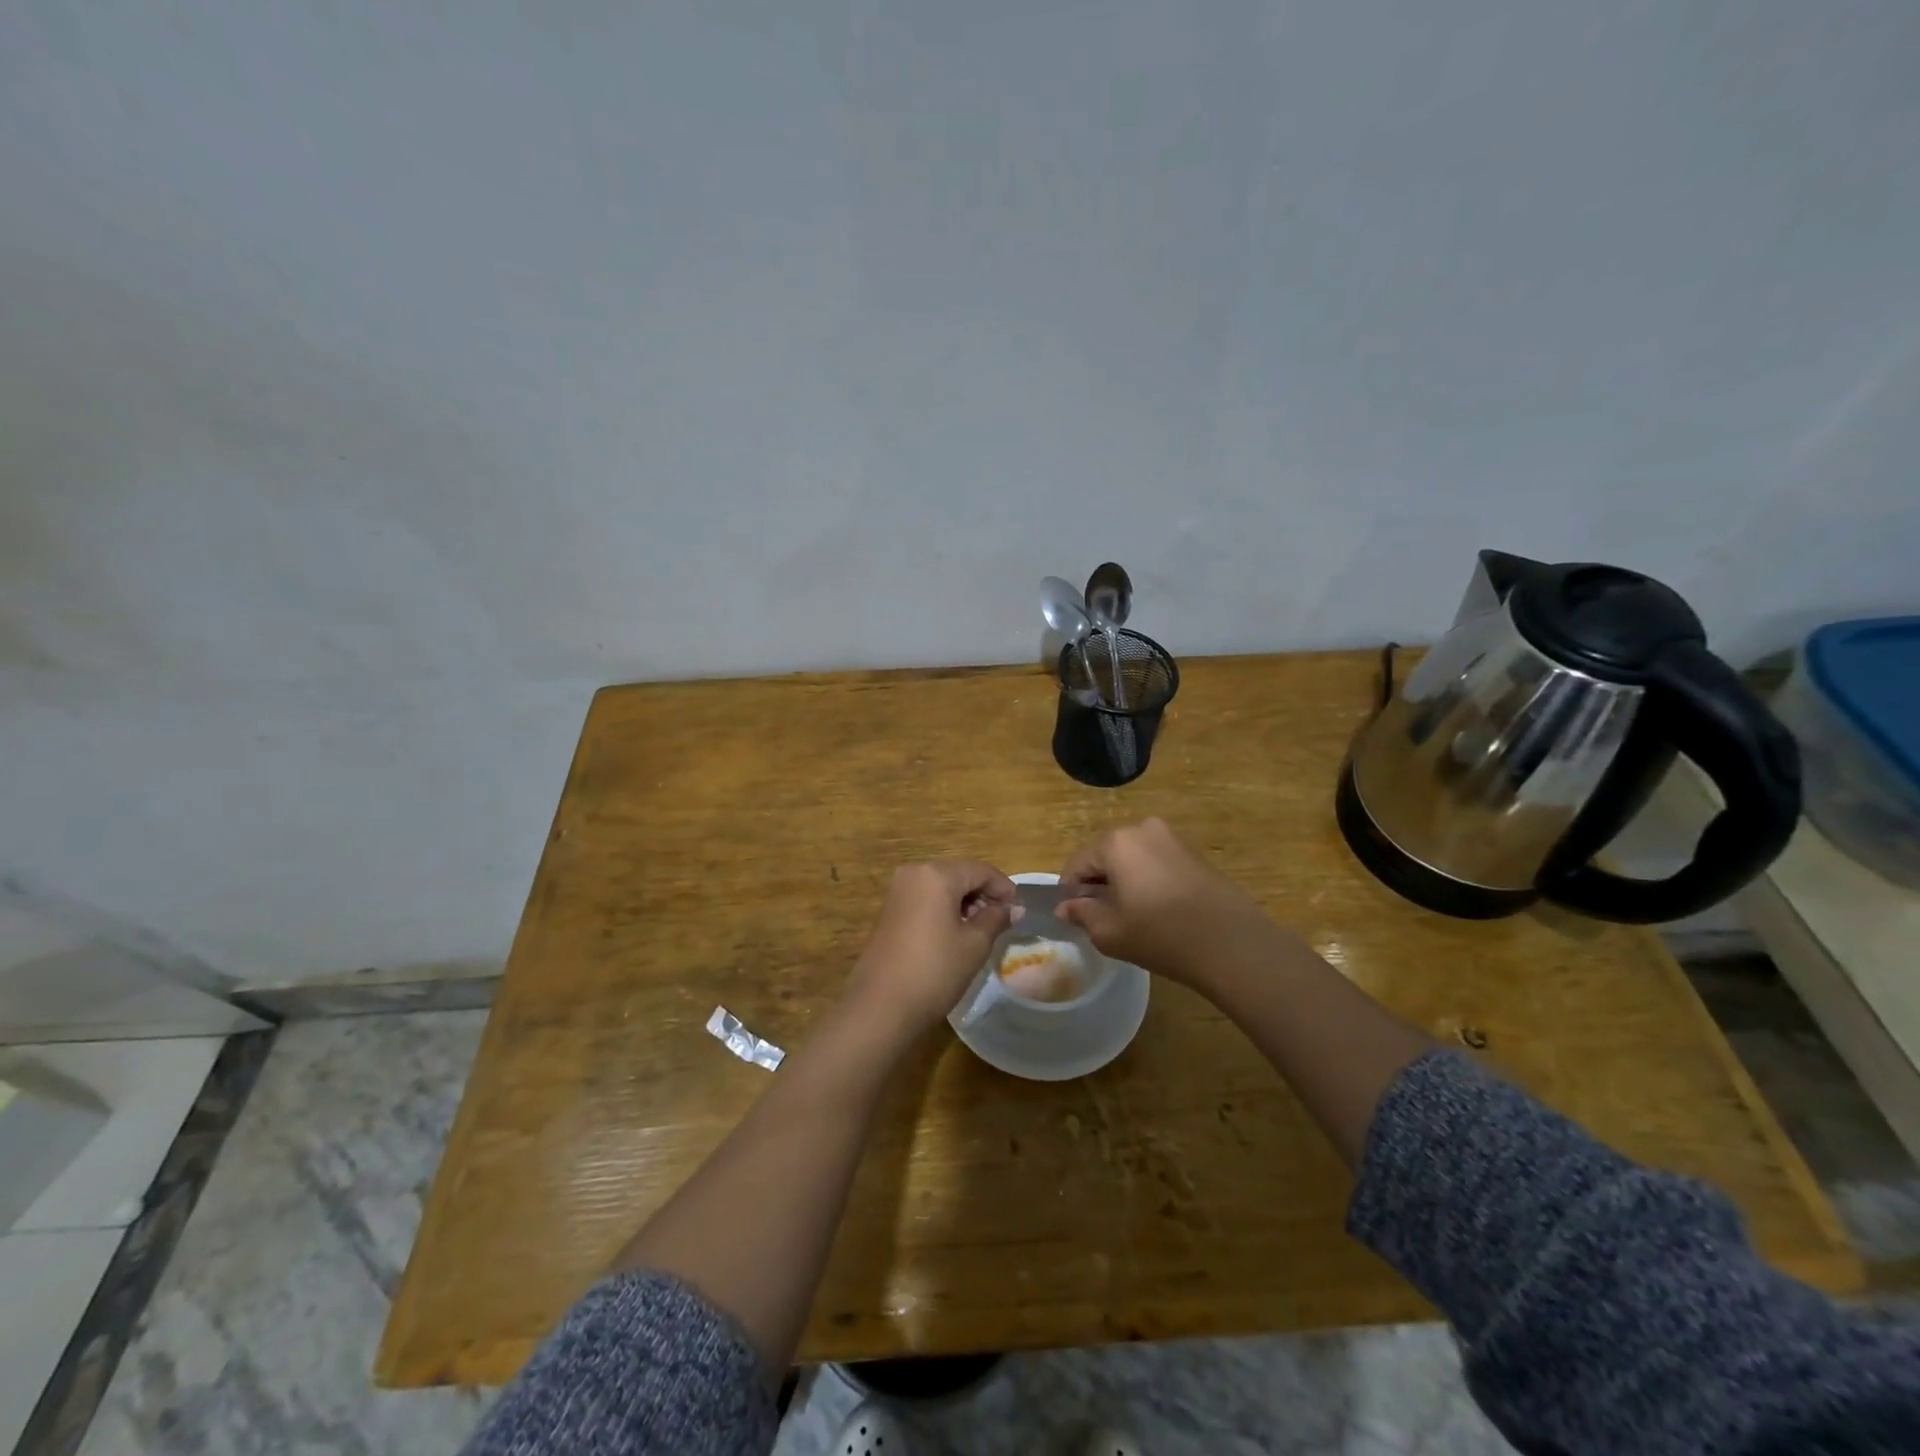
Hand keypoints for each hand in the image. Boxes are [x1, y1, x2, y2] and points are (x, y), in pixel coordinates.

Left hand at [844, 861, 1016, 1039]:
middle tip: (1001, 921)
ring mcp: (898, 891)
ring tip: (981, 930)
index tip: (1018, 910)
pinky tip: (955, 933)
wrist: (881, 1007)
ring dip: (964, 902)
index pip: (980, 870)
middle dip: (982, 894)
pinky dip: (944, 908)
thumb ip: (996, 919)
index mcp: (936, 874)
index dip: (1003, 888)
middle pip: (959, 874)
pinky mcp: (889, 910)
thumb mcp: (974, 944)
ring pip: (941, 886)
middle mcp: (914, 873)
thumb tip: (1014, 908)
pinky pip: (925, 898)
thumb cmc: (935, 970)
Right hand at [1057, 818, 1283, 990]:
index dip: (1070, 891)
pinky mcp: (1195, 853)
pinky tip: (1158, 910)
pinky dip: (1149, 880)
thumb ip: (1082, 914)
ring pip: (1133, 858)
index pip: (1078, 864)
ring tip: (1132, 916)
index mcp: (1116, 842)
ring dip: (1125, 881)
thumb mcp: (1110, 932)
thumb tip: (1066, 907)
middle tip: (1102, 918)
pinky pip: (1157, 862)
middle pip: (1106, 856)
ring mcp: (1173, 838)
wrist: (1233, 943)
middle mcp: (1143, 829)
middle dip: (1099, 883)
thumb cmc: (1162, 936)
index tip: (1073, 916)